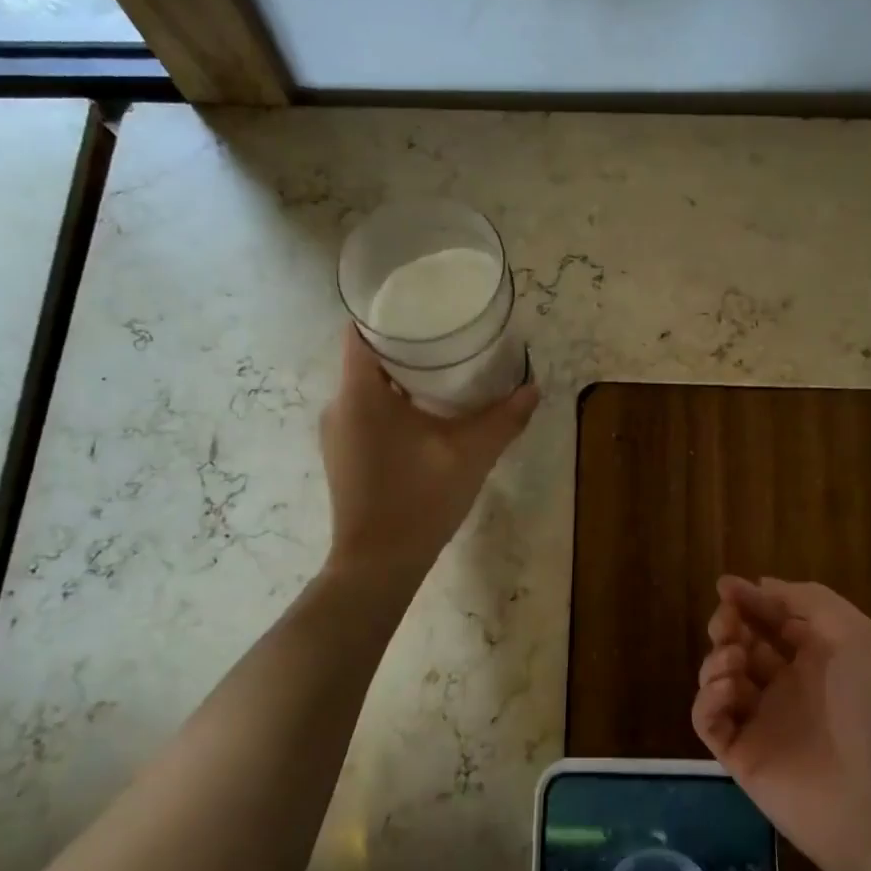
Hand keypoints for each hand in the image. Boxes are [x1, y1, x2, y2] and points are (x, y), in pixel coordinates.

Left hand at [319, 325, 537, 577]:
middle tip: (449, 337)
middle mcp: (339, 405)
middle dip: (407, 344)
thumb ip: (503, 418)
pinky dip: (393, 404)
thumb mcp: (470, 455)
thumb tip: (533, 387)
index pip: (362, 329)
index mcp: (360, 393)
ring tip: (445, 371)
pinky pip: (366, 412)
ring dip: (402, 377)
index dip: (390, 310)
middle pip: (368, 356)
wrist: (378, 566)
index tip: (425, 303)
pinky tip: (427, 415)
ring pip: (368, 387)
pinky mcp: (344, 455)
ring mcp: (337, 433)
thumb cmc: (419, 501)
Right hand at [693, 575, 870, 870]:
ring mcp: (764, 724)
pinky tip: (728, 692)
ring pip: (721, 679)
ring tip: (734, 662)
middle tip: (727, 624)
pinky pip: (710, 720)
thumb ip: (812, 601)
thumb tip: (765, 584)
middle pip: (743, 645)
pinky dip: (708, 700)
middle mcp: (790, 688)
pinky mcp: (742, 757)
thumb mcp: (860, 637)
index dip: (751, 600)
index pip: (775, 620)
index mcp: (821, 659)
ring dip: (718, 659)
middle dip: (729, 626)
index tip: (725, 585)